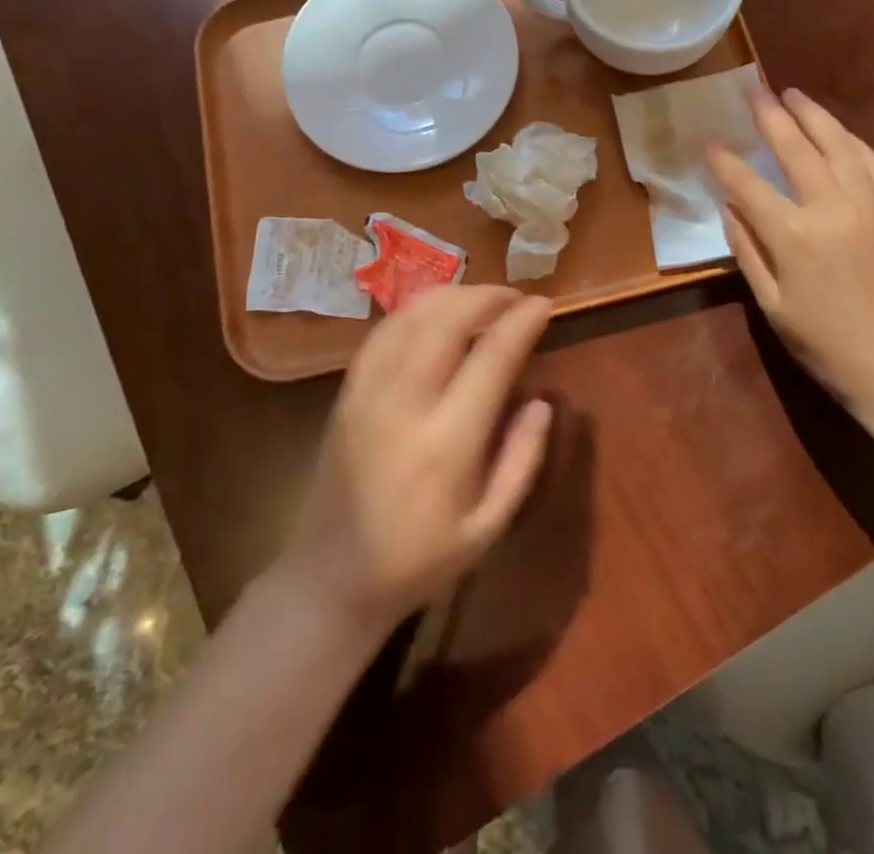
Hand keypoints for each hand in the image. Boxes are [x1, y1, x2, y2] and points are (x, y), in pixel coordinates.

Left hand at [279, 286, 554, 632]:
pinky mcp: (347, 390)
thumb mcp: (488, 528)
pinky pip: (384, 331)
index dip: (521, 322)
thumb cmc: (418, 560)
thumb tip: (542, 402)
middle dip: (487, 296)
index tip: (544, 304)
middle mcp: (404, 403)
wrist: (330, 578)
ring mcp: (368, 391)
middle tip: (515, 297)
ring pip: (413, 315)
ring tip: (482, 300)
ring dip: (453, 295)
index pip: (491, 357)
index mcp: (447, 442)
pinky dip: (416, 310)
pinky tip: (437, 314)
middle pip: (448, 319)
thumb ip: (522, 460)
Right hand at [707, 87, 873, 425]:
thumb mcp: (772, 305)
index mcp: (794, 236)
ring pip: (841, 146)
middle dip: (769, 115)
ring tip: (793, 94)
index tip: (705, 138)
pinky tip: (840, 132)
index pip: (748, 184)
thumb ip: (747, 249)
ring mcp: (873, 207)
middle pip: (796, 149)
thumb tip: (727, 206)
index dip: (723, 160)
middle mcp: (833, 209)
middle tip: (753, 89)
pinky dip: (853, 143)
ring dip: (815, 116)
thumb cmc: (826, 345)